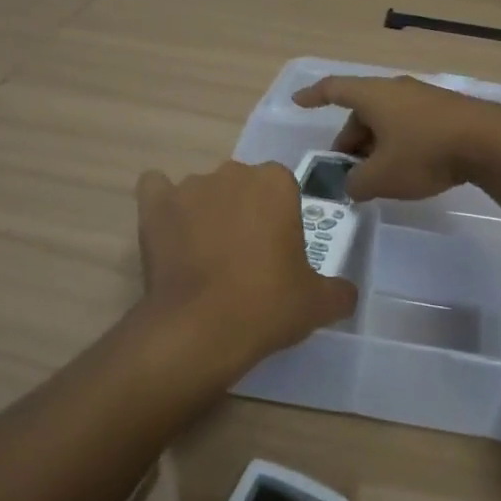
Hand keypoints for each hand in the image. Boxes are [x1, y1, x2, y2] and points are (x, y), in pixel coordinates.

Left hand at [135, 161, 357, 374]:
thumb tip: (345, 294)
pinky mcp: (155, 205)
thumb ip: (338, 291)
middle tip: (245, 257)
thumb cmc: (267, 305)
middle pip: (242, 186)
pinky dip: (162, 203)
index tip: (277, 252)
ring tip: (203, 257)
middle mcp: (233, 172)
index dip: (280, 219)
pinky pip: (156, 189)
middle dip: (244, 212)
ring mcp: (190, 186)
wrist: (199, 328)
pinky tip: (167, 229)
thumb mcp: (318, 303)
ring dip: (206, 212)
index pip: (282, 188)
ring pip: (203, 191)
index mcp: (276, 183)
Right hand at [289, 74, 500, 200]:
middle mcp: (396, 88)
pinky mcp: (446, 110)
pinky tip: (408, 167)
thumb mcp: (382, 177)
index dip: (313, 95)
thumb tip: (353, 184)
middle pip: (362, 110)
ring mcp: (424, 97)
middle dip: (350, 140)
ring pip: (387, 118)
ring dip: (376, 144)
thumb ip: (357, 183)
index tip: (297, 100)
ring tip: (378, 175)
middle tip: (348, 171)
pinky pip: (409, 123)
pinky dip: (399, 142)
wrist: (490, 142)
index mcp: (373, 95)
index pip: (334, 89)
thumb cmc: (426, 153)